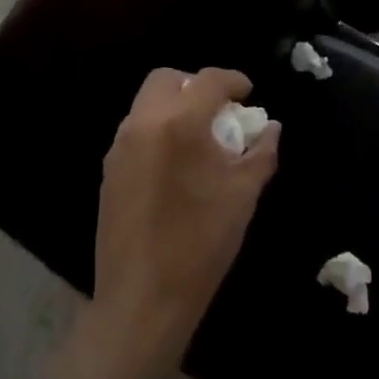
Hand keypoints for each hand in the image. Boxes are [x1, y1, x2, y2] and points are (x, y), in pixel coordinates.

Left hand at [93, 67, 278, 354]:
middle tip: (219, 111)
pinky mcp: (109, 172)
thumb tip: (270, 128)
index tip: (248, 93)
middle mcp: (143, 124)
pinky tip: (176, 165)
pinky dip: (158, 131)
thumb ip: (261, 152)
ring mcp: (120, 148)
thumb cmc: (202, 242)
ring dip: (175, 107)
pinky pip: (135, 132)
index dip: (233, 80)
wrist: (143, 298)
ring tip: (200, 139)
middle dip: (195, 85)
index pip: (208, 80)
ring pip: (147, 104)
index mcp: (179, 123)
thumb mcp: (244, 195)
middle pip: (166, 80)